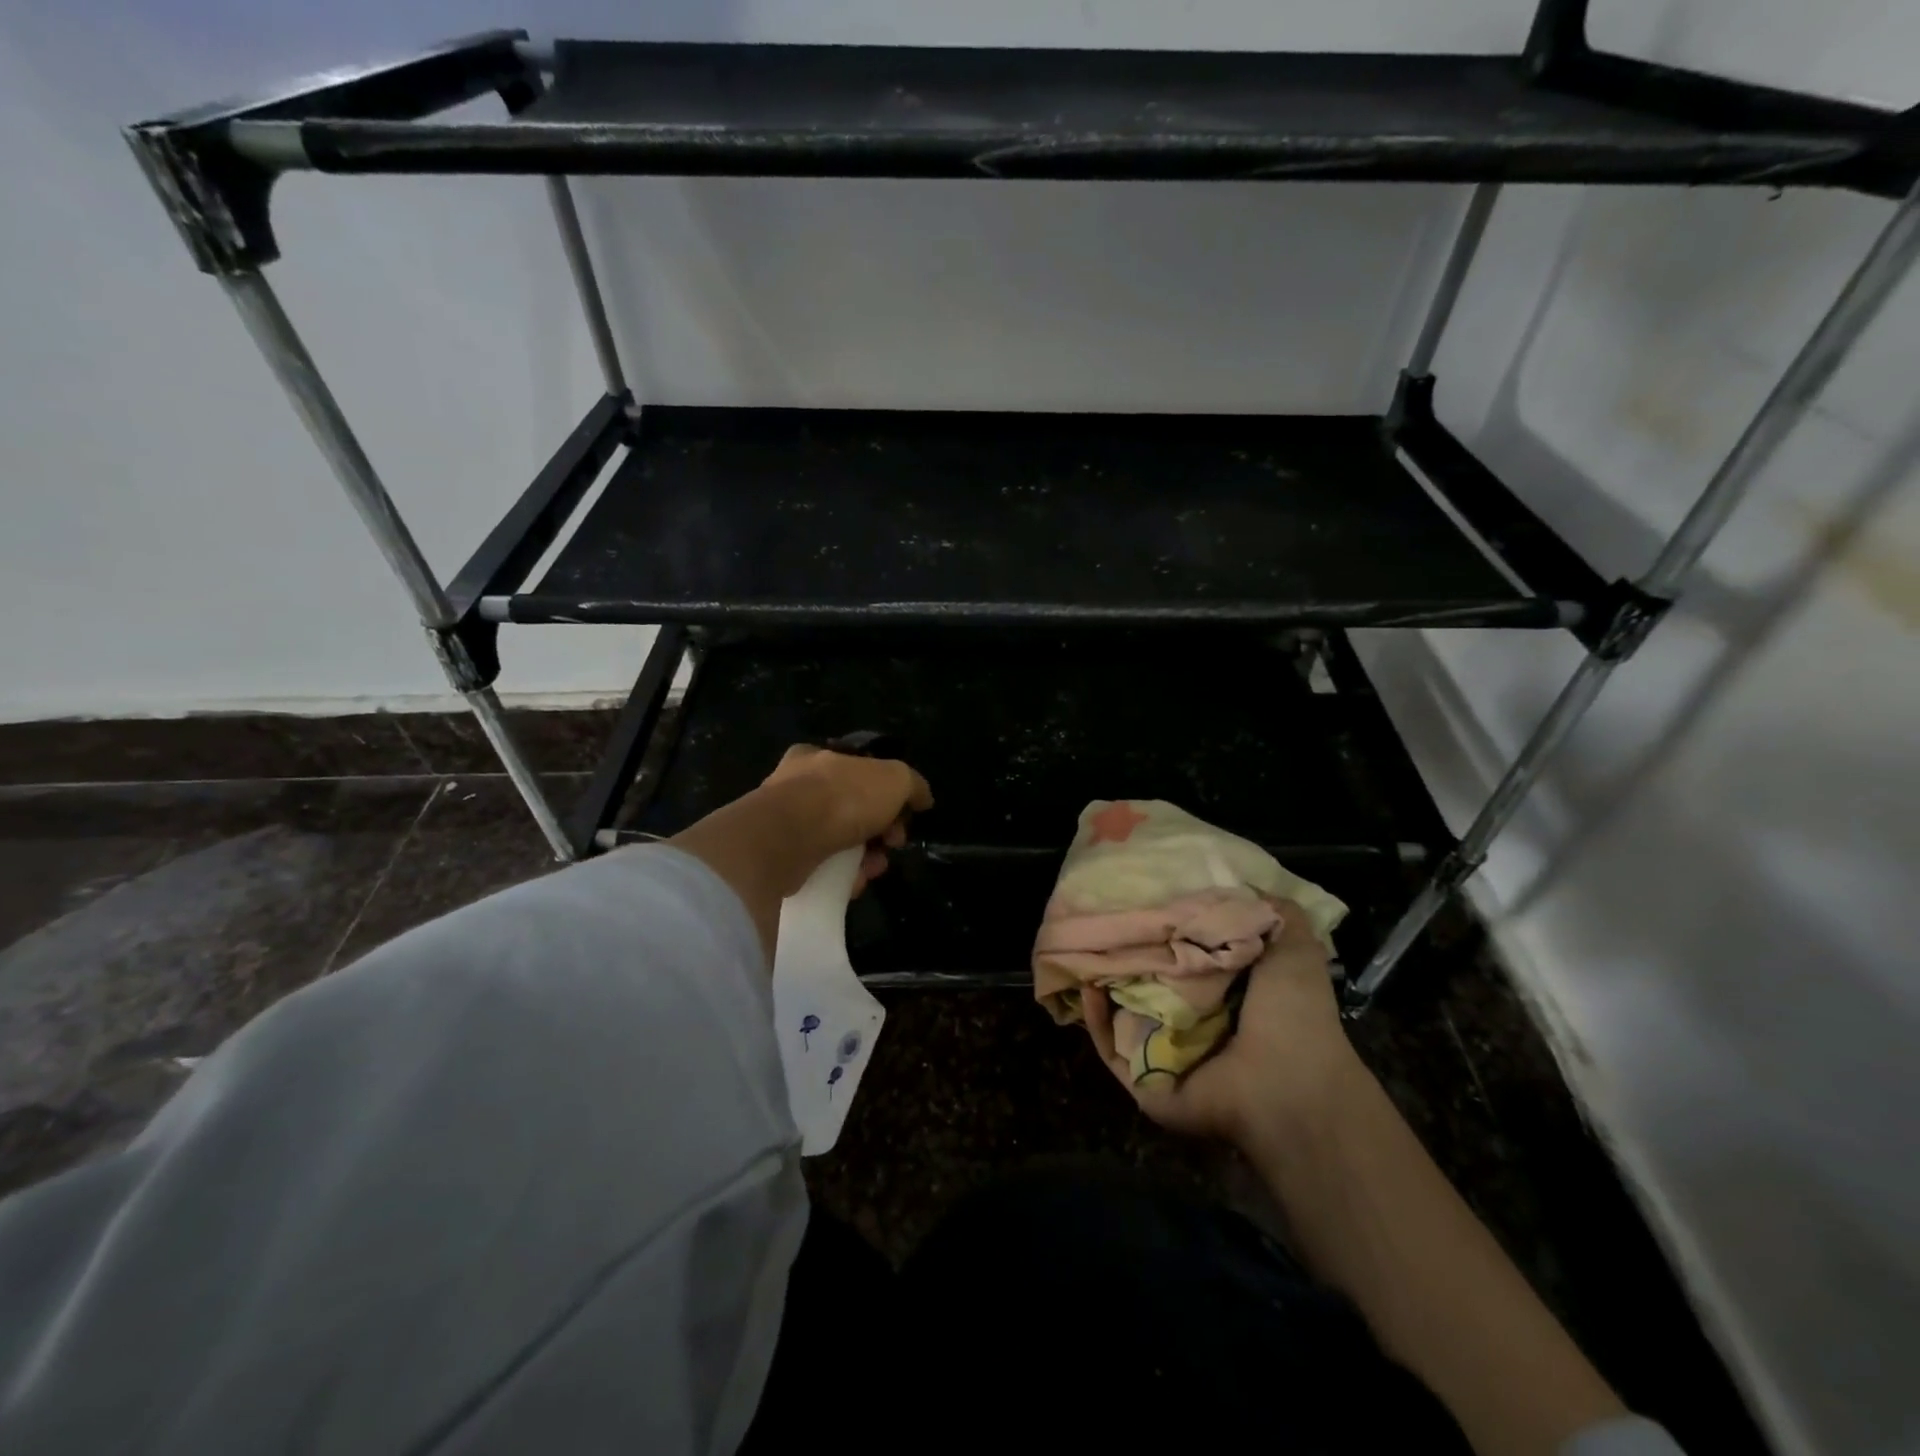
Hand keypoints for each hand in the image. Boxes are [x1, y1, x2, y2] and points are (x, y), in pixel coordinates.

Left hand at [760, 745, 933, 896]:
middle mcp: (796, 785)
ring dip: (863, 857)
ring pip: (837, 840)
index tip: (903, 815)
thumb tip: (923, 797)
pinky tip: (852, 882)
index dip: (887, 793)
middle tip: (892, 844)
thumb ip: (912, 785)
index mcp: (817, 756)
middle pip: (851, 809)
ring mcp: (784, 823)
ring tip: (873, 869)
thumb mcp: (894, 779)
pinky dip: (839, 875)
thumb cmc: (842, 798)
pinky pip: (819, 866)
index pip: (858, 771)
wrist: (787, 840)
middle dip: (879, 830)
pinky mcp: (778, 857)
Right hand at [1081, 898, 1361, 1147]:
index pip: (1185, 955)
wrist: (1289, 1085)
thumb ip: (1272, 912)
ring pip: (1122, 1013)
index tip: (1141, 897)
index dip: (1164, 927)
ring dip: (1102, 984)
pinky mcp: (1146, 1083)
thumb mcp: (1295, 947)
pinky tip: (1088, 988)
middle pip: (1149, 982)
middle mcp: (1195, 1022)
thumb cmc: (1293, 1014)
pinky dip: (1095, 1022)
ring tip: (1082, 948)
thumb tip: (1240, 881)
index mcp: (1227, 994)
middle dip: (1127, 953)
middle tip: (1102, 920)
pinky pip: (1111, 1050)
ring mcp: (1167, 1054)